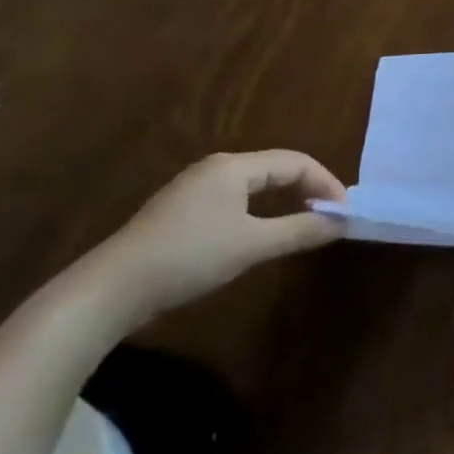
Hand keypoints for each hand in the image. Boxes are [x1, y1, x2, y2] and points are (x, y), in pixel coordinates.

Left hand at [91, 151, 350, 321]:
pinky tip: (261, 232)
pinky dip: (260, 210)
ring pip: (254, 185)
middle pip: (276, 169)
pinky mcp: (180, 212)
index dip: (326, 183)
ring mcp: (194, 189)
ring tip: (304, 223)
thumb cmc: (188, 258)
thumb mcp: (252, 245)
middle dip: (307, 189)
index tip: (344, 212)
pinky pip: (235, 199)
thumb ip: (300, 231)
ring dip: (284, 200)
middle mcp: (215, 168)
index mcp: (234, 166)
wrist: (109, 291)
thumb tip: (342, 223)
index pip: (296, 163)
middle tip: (329, 216)